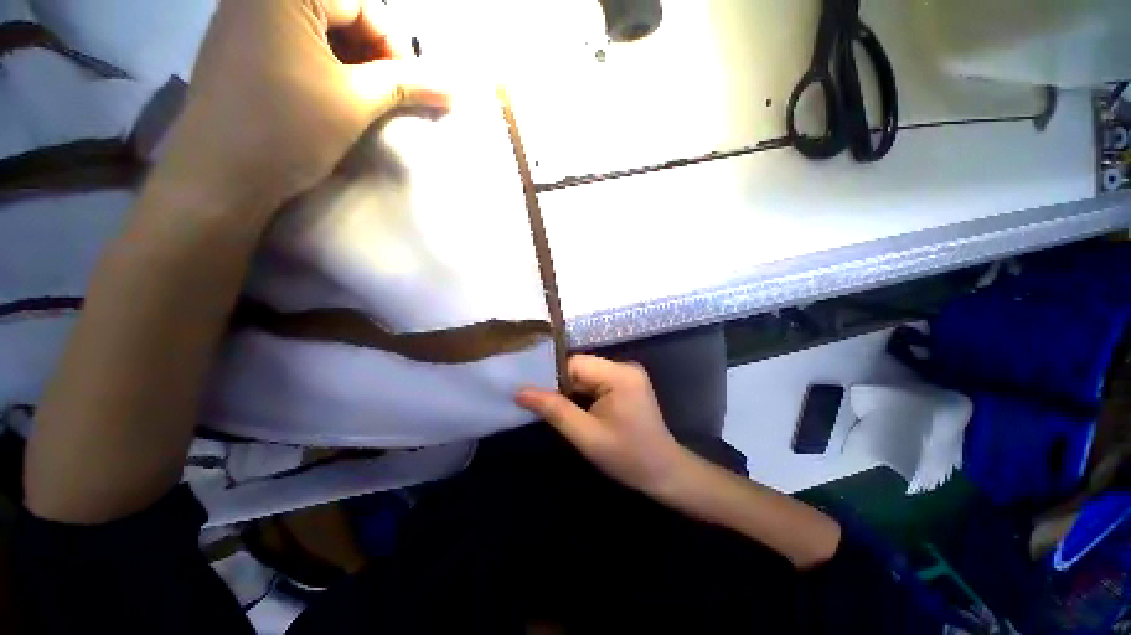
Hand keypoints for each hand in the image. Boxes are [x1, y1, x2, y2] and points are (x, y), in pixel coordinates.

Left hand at [155, 0, 449, 218]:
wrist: (219, 176)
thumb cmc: (288, 131)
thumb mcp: (356, 103)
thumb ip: (406, 85)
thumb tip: (455, 87)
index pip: (363, 5)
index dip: (395, 47)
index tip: (413, 88)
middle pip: (341, 12)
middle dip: (374, 54)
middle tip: (392, 94)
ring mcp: (244, 16)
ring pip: (320, 28)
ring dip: (352, 61)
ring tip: (366, 98)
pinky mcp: (238, 43)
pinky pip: (295, 40)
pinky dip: (324, 63)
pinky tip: (334, 93)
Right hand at [516, 355, 689, 493]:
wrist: (664, 473)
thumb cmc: (627, 457)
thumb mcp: (586, 436)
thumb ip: (554, 410)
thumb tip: (520, 391)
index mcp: (619, 374)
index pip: (574, 364)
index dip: (552, 378)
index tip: (534, 395)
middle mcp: (624, 366)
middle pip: (581, 367)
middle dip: (561, 386)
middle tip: (542, 406)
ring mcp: (627, 374)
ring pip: (586, 375)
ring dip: (571, 391)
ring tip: (557, 410)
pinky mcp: (627, 383)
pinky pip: (596, 381)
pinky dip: (583, 394)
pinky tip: (577, 410)